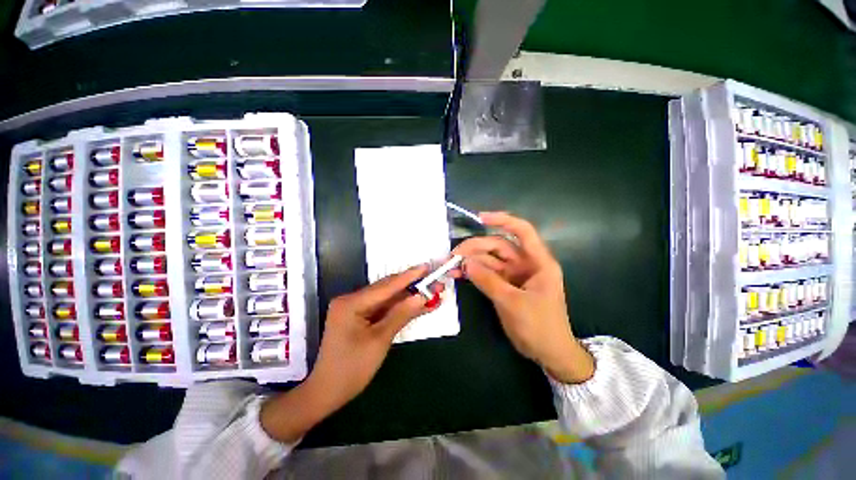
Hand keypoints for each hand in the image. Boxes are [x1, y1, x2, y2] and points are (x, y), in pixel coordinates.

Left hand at [261, 265, 440, 441]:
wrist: (327, 392)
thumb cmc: (351, 369)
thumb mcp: (380, 340)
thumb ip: (401, 314)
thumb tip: (423, 296)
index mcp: (351, 303)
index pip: (386, 286)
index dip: (409, 276)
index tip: (427, 267)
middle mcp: (352, 300)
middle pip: (387, 289)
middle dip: (412, 286)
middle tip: (434, 281)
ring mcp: (355, 308)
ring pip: (388, 299)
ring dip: (408, 297)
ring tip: (430, 292)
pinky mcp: (360, 316)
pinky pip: (383, 308)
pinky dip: (400, 308)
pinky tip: (417, 305)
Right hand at [453, 212, 594, 383]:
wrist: (548, 353)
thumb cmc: (539, 327)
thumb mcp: (512, 302)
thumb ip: (488, 281)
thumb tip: (465, 263)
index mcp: (538, 262)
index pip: (522, 231)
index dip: (503, 220)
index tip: (480, 218)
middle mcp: (526, 264)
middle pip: (498, 246)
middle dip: (476, 248)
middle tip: (453, 255)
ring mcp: (514, 275)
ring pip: (490, 260)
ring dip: (471, 261)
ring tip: (451, 266)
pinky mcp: (505, 285)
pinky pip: (487, 274)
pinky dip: (473, 273)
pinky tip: (459, 275)